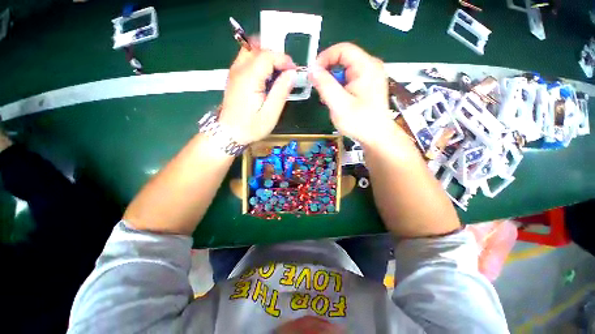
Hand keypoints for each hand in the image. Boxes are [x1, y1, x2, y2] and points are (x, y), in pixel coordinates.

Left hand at [219, 46, 296, 144]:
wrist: (229, 133)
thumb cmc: (251, 127)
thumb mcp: (270, 114)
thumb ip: (281, 92)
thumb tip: (291, 74)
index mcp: (249, 78)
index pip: (267, 55)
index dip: (284, 59)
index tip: (293, 72)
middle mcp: (239, 70)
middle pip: (259, 49)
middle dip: (276, 56)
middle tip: (286, 73)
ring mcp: (234, 71)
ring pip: (252, 51)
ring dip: (268, 58)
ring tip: (277, 75)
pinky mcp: (234, 76)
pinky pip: (248, 59)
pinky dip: (260, 62)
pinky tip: (266, 78)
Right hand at [309, 43, 398, 145]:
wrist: (376, 137)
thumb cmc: (360, 122)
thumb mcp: (339, 104)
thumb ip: (325, 85)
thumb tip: (312, 69)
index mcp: (366, 67)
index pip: (342, 49)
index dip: (325, 58)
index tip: (313, 73)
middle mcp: (370, 67)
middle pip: (343, 60)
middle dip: (328, 73)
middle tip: (321, 91)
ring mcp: (370, 76)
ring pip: (345, 71)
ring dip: (333, 83)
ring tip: (330, 99)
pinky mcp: (368, 86)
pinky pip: (349, 80)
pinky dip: (340, 88)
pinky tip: (338, 101)